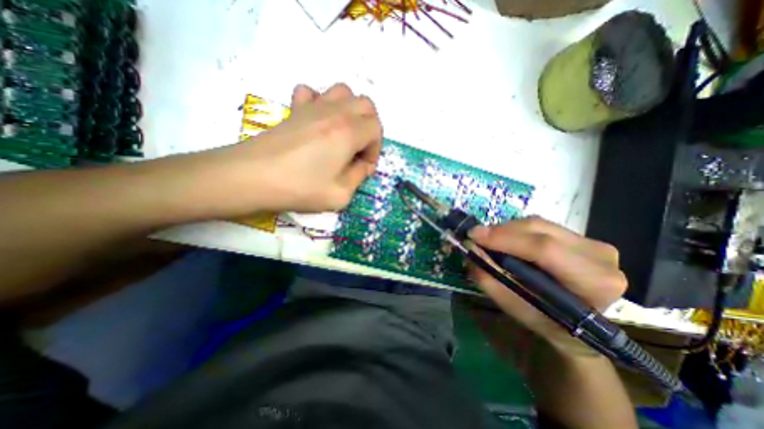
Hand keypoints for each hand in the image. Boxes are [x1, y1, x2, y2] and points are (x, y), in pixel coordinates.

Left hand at [212, 81, 382, 214]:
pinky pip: (312, 93)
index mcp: (348, 132)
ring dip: (351, 112)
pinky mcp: (293, 109)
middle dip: (370, 127)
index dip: (375, 150)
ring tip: (344, 134)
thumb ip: (359, 177)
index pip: (376, 129)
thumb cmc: (299, 188)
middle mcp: (334, 112)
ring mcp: (312, 107)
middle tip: (359, 149)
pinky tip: (317, 122)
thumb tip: (362, 166)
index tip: (364, 167)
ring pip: (343, 92)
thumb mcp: (340, 194)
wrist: (251, 177)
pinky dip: (321, 103)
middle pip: (366, 105)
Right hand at [472, 218, 625, 355]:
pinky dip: (517, 230)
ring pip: (538, 224)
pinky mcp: (582, 237)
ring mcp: (593, 243)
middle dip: (501, 231)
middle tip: (476, 236)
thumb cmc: (546, 322)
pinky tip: (507, 240)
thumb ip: (489, 278)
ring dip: (507, 229)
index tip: (473, 236)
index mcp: (593, 282)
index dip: (504, 239)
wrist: (579, 327)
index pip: (544, 249)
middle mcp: (600, 256)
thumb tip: (470, 248)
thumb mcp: (513, 306)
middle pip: (539, 230)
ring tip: (489, 240)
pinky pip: (541, 225)